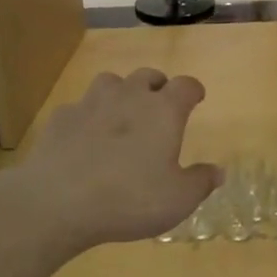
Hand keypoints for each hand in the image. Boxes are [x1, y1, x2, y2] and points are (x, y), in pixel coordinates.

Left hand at [4, 70, 221, 254]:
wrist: (58, 200)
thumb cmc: (130, 198)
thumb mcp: (178, 199)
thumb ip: (200, 182)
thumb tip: (218, 171)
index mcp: (163, 111)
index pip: (185, 86)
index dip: (193, 90)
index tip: (196, 98)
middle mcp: (128, 96)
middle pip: (147, 76)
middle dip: (157, 86)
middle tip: (160, 104)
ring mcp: (90, 103)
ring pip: (110, 82)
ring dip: (121, 92)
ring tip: (122, 114)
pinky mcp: (61, 118)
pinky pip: (79, 107)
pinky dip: (87, 117)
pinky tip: (85, 137)